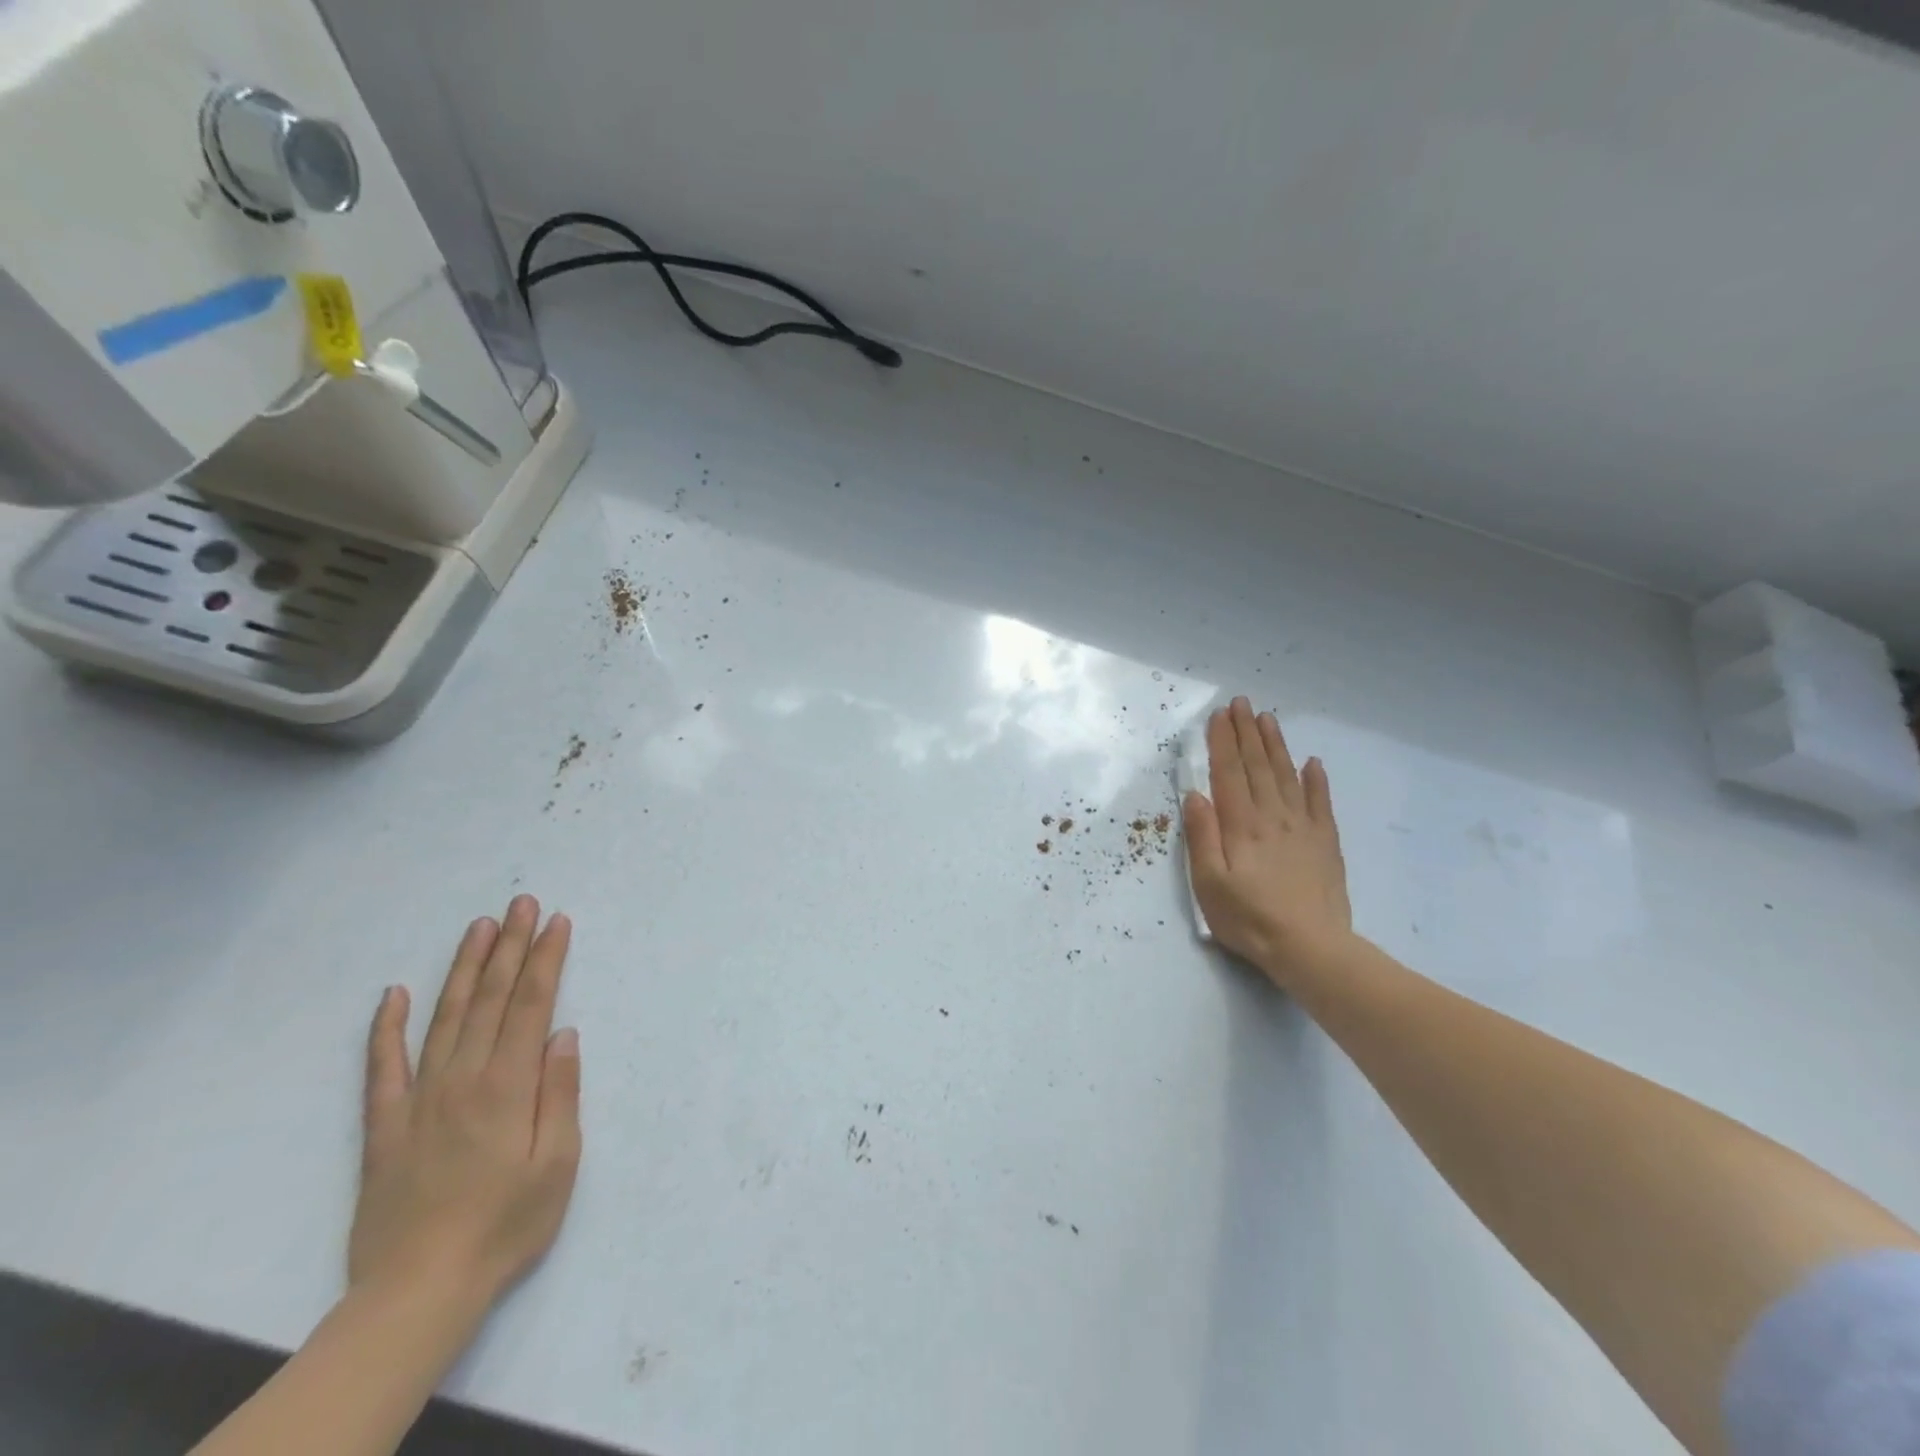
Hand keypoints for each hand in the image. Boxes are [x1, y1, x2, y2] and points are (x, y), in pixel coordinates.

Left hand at [349, 895, 581, 1322]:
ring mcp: (419, 1098)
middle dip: (510, 946)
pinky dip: (386, 1027)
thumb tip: (563, 1034)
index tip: (557, 922)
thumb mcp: (558, 1163)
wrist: (418, 1291)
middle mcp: (462, 1078)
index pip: (532, 1004)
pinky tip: (393, 994)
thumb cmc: (505, 1225)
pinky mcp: (386, 1125)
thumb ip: (560, 1093)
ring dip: (465, 968)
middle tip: (521, 903)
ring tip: (480, 927)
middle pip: (491, 998)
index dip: (546, 959)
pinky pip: (383, 1066)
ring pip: (445, 1017)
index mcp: (507, 1085)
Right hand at [1183, 697, 1353, 987]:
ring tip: (1267, 719)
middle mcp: (1272, 816)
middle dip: (1247, 732)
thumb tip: (1195, 795)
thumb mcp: (1208, 883)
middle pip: (1258, 766)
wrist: (1310, 948)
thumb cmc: (1249, 918)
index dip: (1222, 742)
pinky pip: (1321, 803)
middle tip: (1241, 703)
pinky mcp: (1325, 843)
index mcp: (1241, 825)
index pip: (1228, 773)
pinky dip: (1316, 780)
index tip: (1218, 715)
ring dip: (1276, 746)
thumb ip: (1202, 836)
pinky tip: (1313, 762)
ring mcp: (1303, 827)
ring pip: (1287, 776)